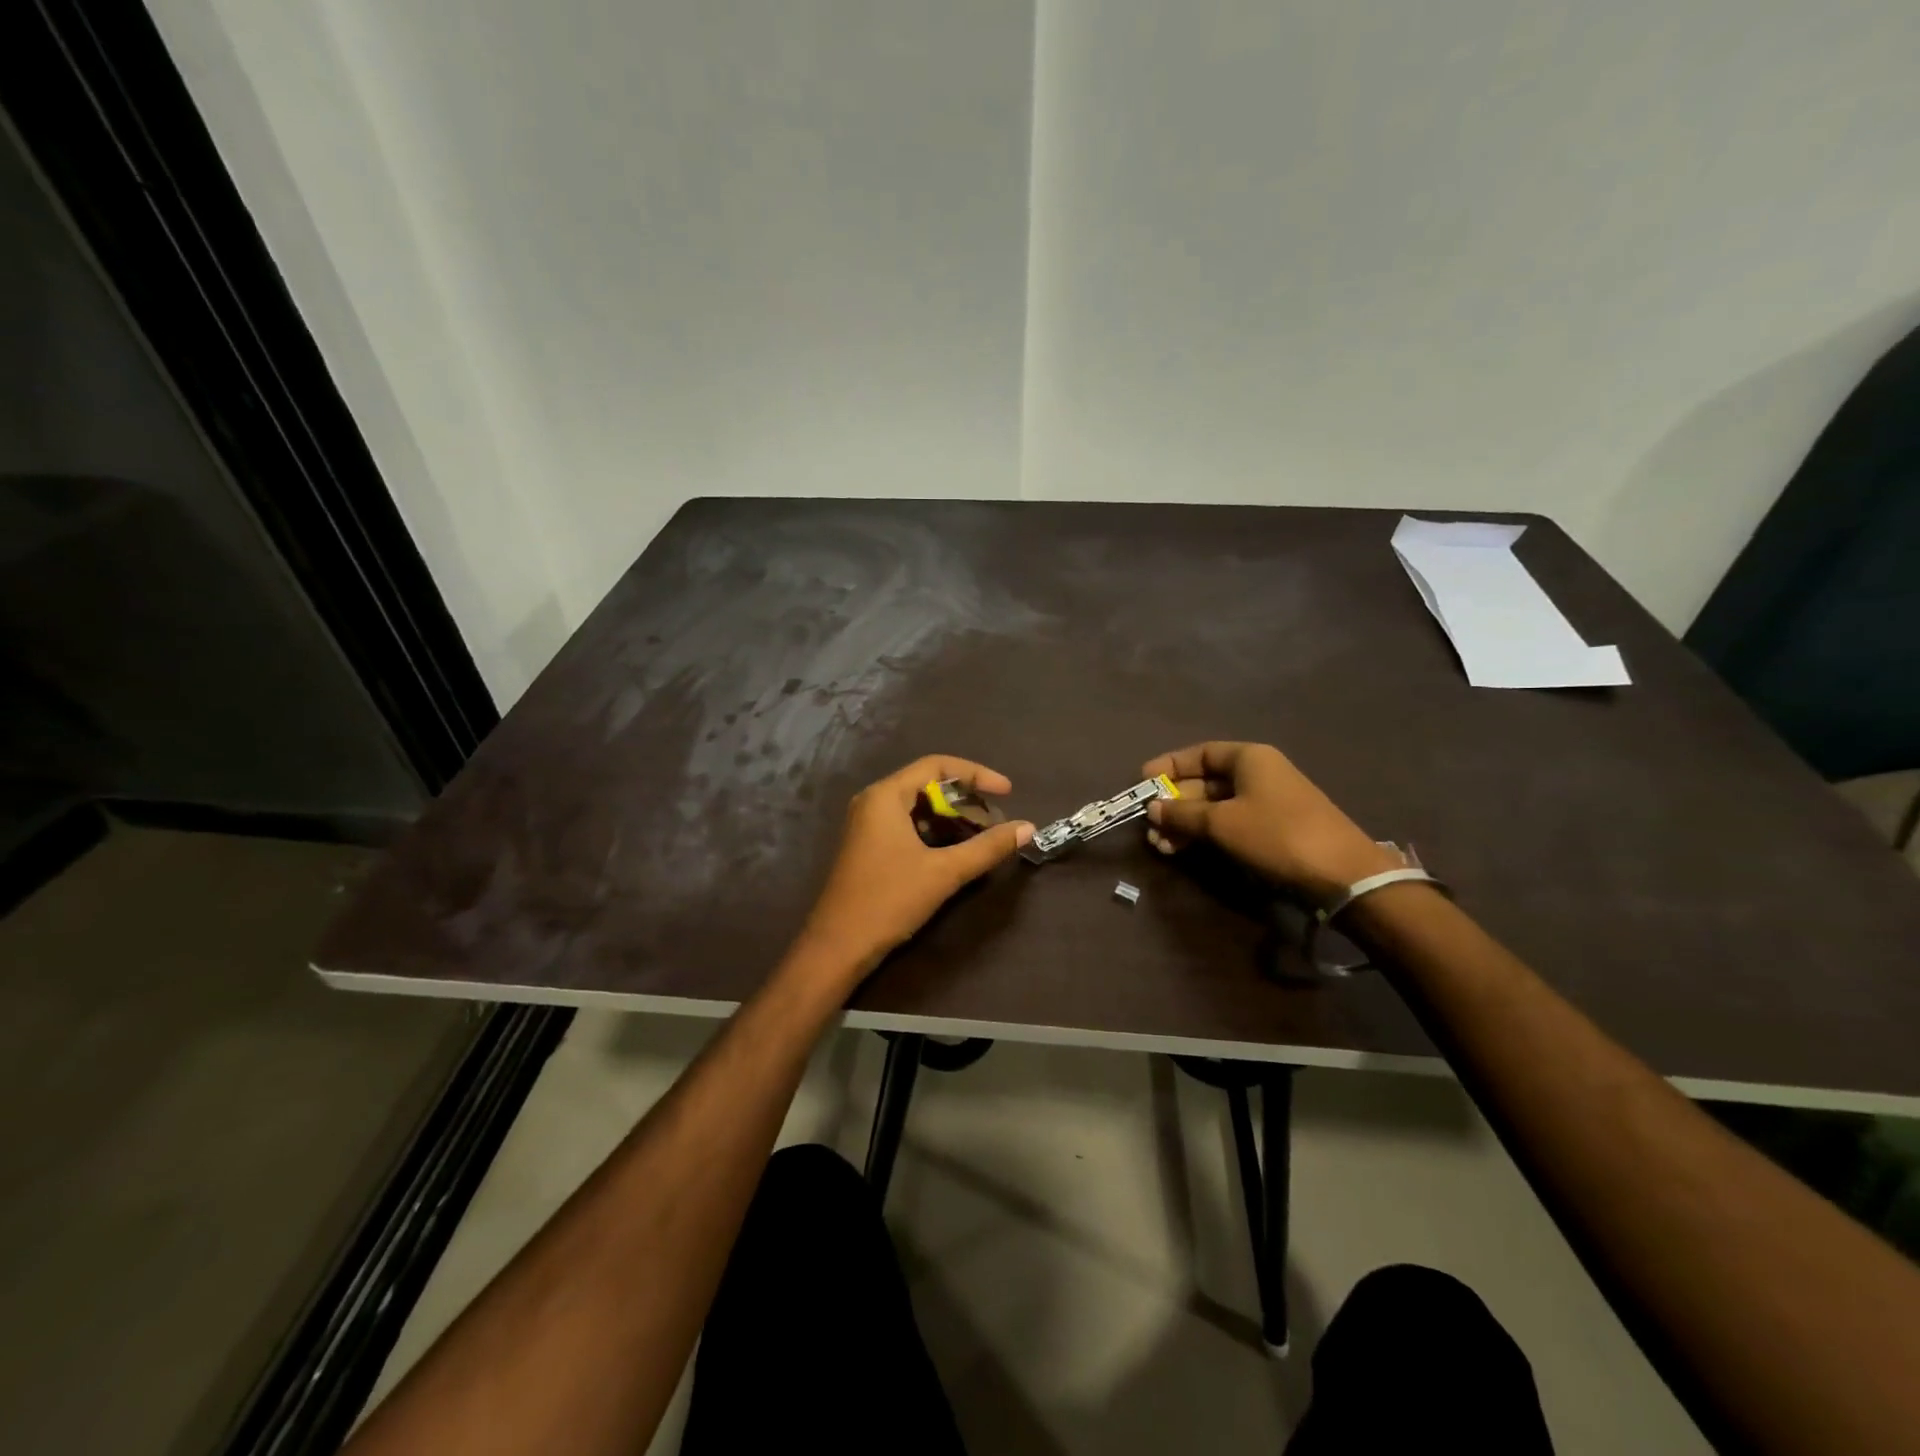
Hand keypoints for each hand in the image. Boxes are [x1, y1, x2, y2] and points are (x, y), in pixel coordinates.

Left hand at [798, 755, 1032, 978]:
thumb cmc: (889, 900)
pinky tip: (956, 850)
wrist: (838, 947)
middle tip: (995, 819)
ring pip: (918, 807)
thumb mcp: (944, 872)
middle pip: (927, 784)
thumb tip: (1027, 827)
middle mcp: (874, 801)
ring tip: (982, 835)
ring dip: (951, 817)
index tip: (1007, 792)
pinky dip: (934, 831)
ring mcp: (868, 824)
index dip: (975, 774)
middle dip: (965, 799)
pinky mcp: (869, 846)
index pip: (936, 766)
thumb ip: (987, 847)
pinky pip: (907, 824)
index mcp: (885, 796)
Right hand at [1141, 742, 1400, 904]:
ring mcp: (1267, 802)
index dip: (1169, 766)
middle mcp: (1258, 773)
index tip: (1143, 782)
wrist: (1342, 875)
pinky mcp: (1273, 830)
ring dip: (1186, 823)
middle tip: (1150, 825)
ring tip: (1162, 845)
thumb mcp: (1221, 823)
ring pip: (1215, 806)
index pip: (1200, 753)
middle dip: (1174, 803)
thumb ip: (1182, 813)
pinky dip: (1205, 833)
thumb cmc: (1276, 835)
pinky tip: (1184, 850)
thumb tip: (1152, 808)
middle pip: (1205, 781)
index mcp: (1248, 758)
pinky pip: (1230, 823)